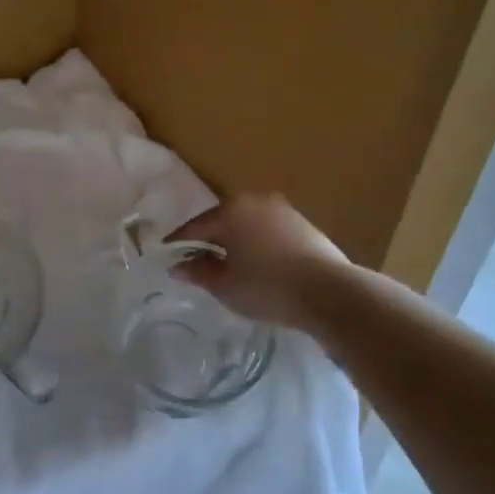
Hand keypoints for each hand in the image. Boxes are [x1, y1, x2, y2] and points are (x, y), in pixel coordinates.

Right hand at [166, 194, 348, 329]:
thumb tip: (178, 265)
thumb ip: (197, 272)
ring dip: (236, 243)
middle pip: (222, 221)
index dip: (178, 244)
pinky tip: (259, 266)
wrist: (328, 292)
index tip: (166, 257)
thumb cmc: (266, 287)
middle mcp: (256, 201)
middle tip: (196, 263)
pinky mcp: (304, 225)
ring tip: (229, 267)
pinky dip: (258, 246)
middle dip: (208, 241)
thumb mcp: (224, 285)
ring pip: (248, 226)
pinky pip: (269, 233)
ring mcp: (283, 211)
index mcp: (230, 210)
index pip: (194, 227)